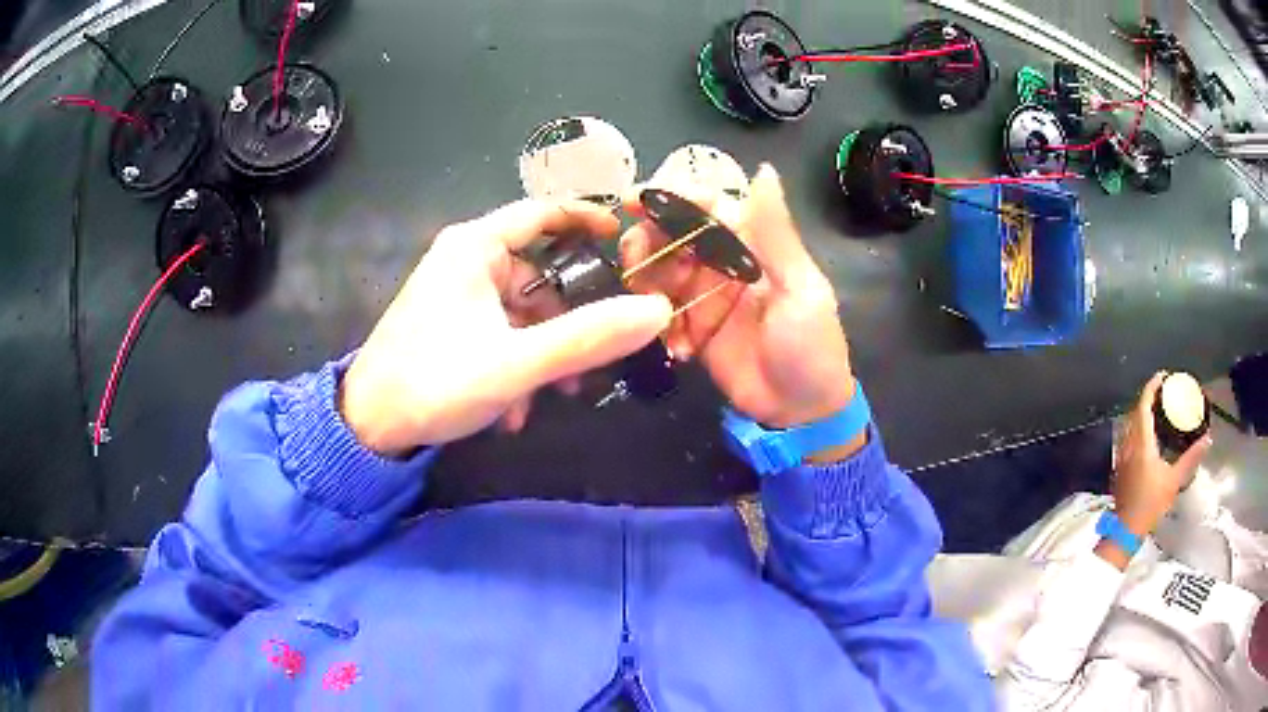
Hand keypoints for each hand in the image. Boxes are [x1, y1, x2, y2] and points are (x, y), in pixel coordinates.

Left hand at [340, 200, 671, 455]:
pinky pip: (499, 333)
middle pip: (539, 274)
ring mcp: (456, 294)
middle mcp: (465, 261)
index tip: (627, 237)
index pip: (543, 212)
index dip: (587, 218)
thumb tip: (656, 310)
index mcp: (475, 247)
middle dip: (568, 320)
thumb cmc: (435, 383)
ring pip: (522, 312)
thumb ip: (587, 338)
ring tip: (547, 398)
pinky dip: (516, 363)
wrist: (367, 427)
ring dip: (542, 354)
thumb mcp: (517, 362)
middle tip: (592, 359)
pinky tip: (511, 409)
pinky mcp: (449, 325)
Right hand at [620, 164, 855, 437]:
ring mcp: (702, 296)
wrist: (801, 411)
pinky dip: (652, 320)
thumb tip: (764, 170)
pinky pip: (656, 311)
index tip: (635, 200)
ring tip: (648, 301)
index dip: (671, 197)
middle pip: (672, 233)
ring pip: (657, 269)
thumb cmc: (811, 346)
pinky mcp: (689, 328)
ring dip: (643, 277)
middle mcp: (722, 262)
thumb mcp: (801, 289)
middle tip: (634, 257)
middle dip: (646, 237)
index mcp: (752, 243)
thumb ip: (776, 234)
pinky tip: (674, 343)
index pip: (706, 206)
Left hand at [1111, 371, 1212, 536]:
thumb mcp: (1174, 481)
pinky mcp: (1119, 467)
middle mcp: (1128, 444)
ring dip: (1142, 412)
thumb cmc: (1150, 504)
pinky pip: (1127, 437)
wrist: (1125, 530)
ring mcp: (1121, 456)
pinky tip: (1147, 434)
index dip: (1151, 387)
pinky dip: (1137, 427)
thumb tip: (1208, 439)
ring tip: (1157, 409)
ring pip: (1130, 424)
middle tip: (1163, 391)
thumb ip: (1191, 458)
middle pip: (1135, 412)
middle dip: (1148, 397)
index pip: (1143, 405)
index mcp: (1141, 443)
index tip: (1162, 376)